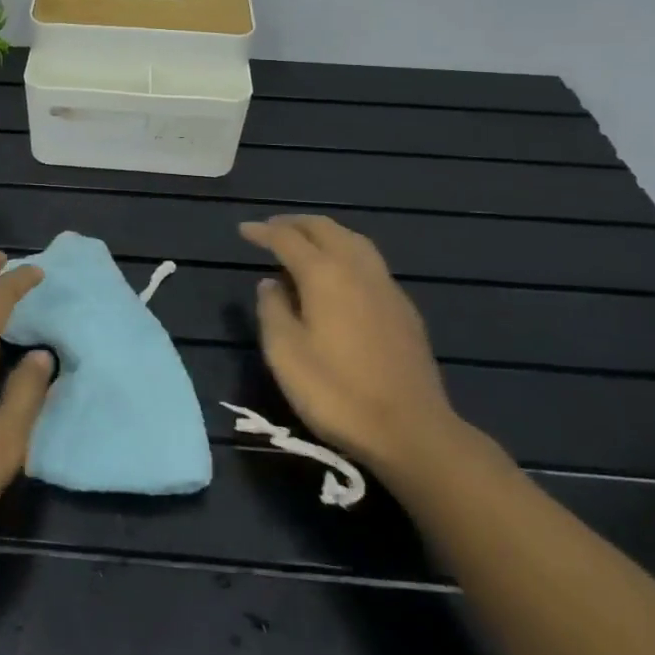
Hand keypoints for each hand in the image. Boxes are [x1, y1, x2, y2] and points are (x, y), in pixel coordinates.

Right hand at [239, 215, 462, 483]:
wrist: (411, 430)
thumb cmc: (337, 393)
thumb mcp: (285, 354)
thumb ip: (272, 310)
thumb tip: (270, 283)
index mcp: (325, 274)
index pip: (287, 239)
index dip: (263, 232)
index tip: (243, 230)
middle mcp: (357, 269)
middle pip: (325, 228)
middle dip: (295, 223)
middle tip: (272, 229)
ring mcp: (386, 286)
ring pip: (352, 240)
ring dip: (324, 233)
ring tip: (305, 243)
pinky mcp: (403, 308)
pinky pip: (369, 261)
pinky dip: (345, 252)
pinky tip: (340, 275)